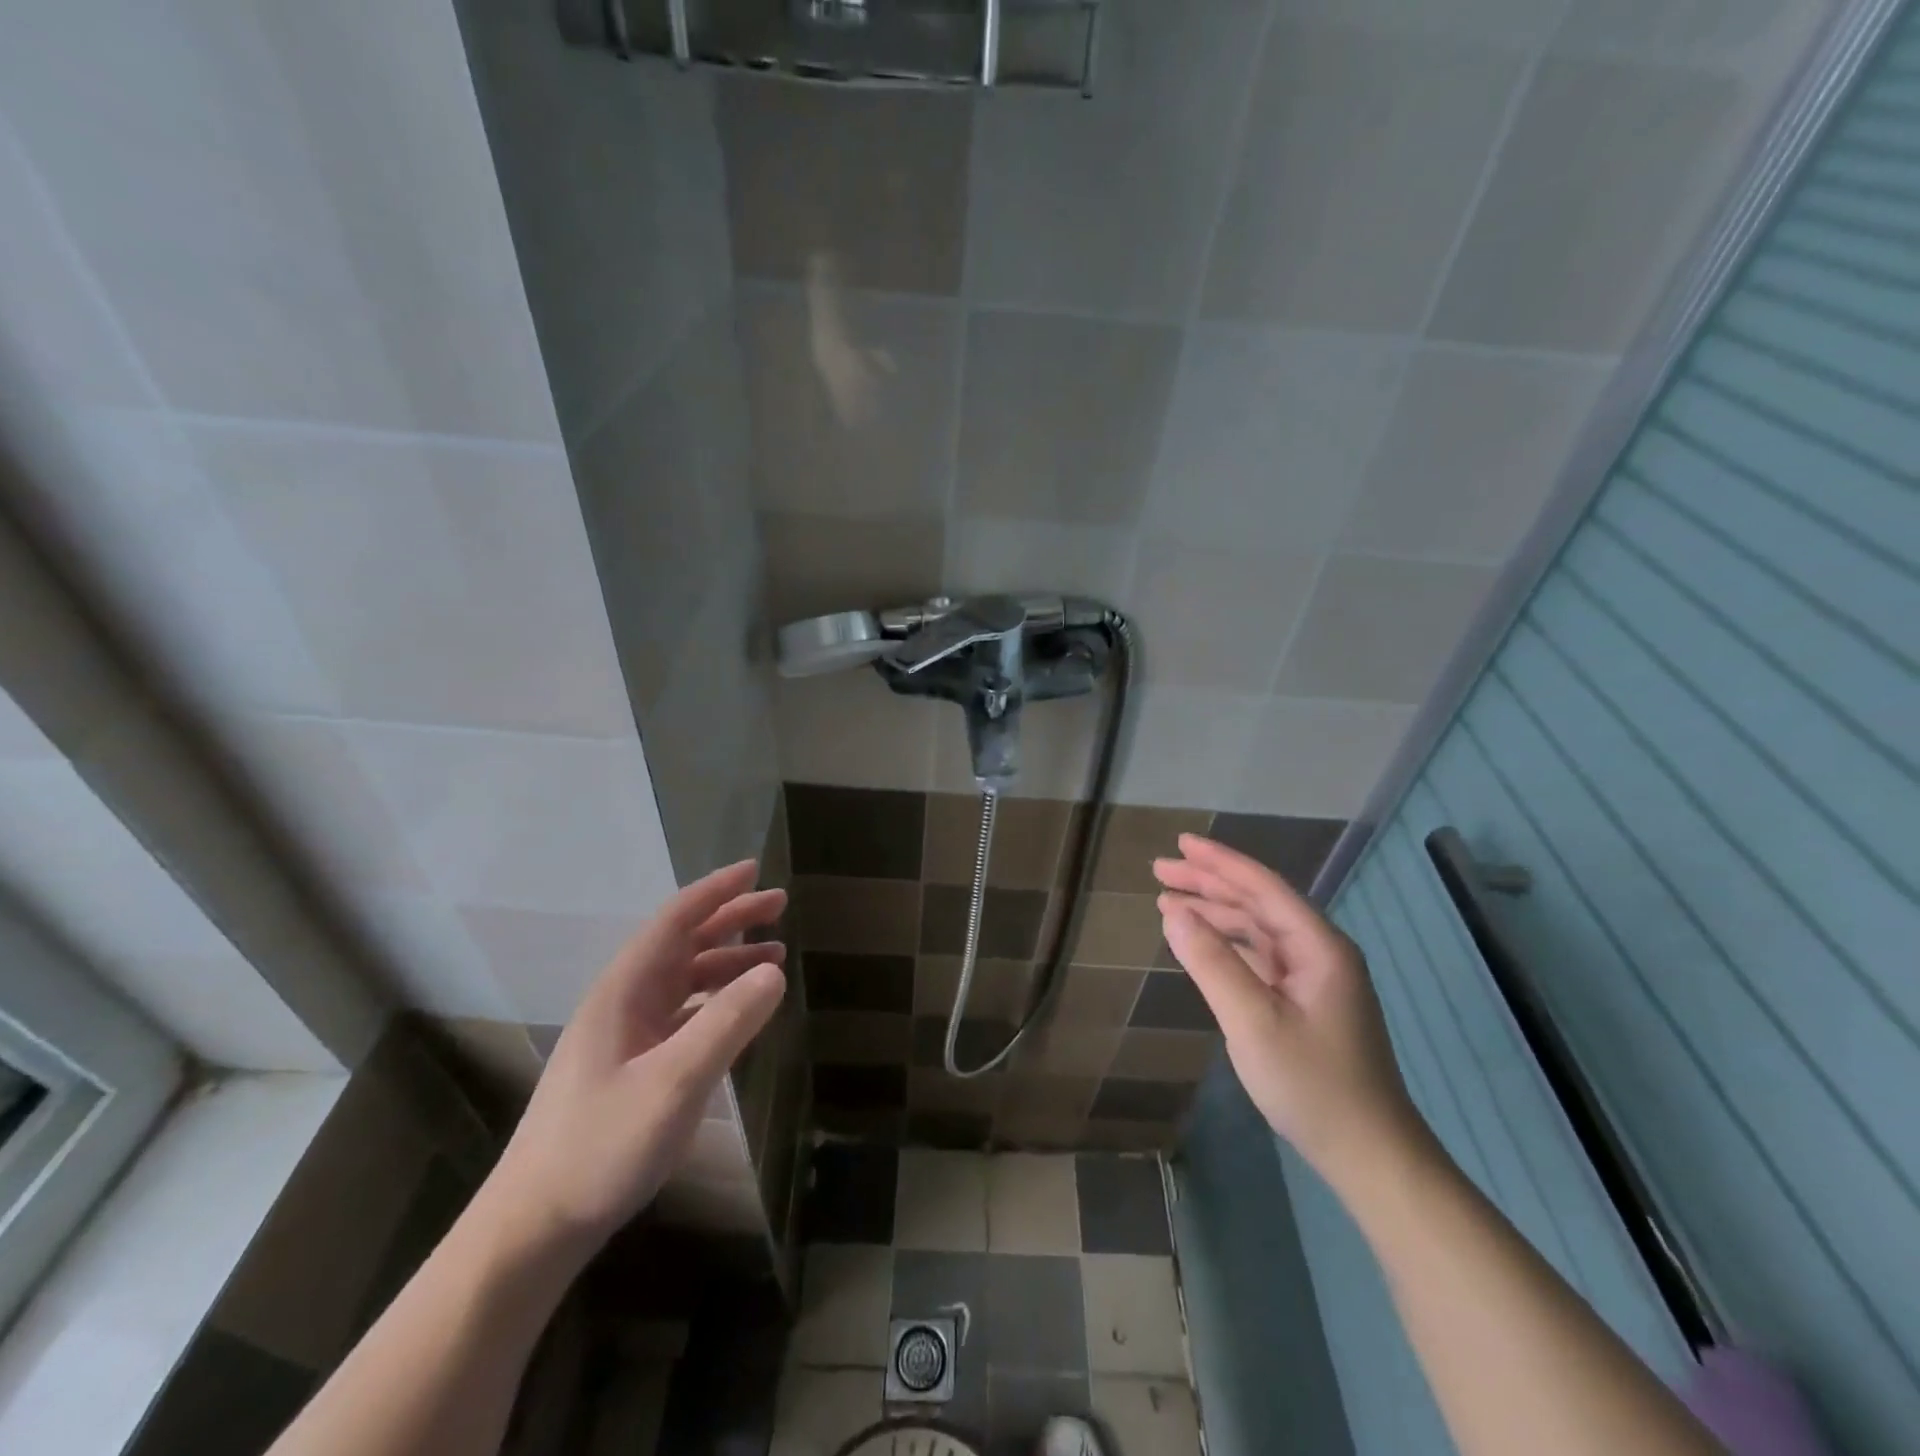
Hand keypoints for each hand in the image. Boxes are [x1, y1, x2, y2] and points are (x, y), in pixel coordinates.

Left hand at [475, 860, 786, 1265]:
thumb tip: (774, 969)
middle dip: (730, 919)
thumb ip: (727, 1022)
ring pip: (686, 978)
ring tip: (775, 954)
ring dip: (729, 959)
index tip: (755, 869)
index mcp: (624, 990)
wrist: (534, 1226)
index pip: (675, 920)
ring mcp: (627, 1034)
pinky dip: (718, 999)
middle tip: (779, 906)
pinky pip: (685, 1012)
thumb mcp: (674, 1082)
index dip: (716, 891)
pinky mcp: (633, 1064)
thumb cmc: (601, 1146)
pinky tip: (742, 1009)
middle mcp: (625, 1001)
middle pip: (683, 943)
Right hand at [1153, 834, 1423, 1191]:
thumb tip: (1174, 912)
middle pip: (1258, 902)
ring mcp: (1314, 979)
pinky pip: (1260, 956)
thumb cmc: (1312, 1085)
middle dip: (1209, 883)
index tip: (1179, 844)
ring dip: (1214, 912)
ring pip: (1257, 929)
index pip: (1262, 886)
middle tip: (1160, 870)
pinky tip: (1201, 943)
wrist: (1370, 1155)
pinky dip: (1227, 944)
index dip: (1219, 862)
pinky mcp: (1305, 1003)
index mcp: (1318, 946)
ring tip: (1168, 902)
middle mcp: (1319, 952)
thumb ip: (1212, 962)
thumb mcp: (1253, 1022)